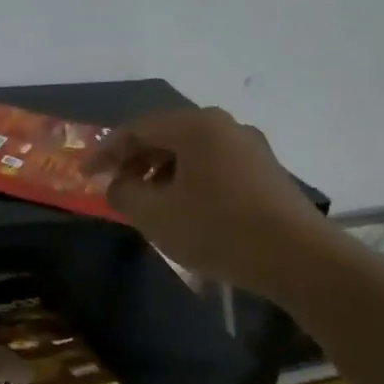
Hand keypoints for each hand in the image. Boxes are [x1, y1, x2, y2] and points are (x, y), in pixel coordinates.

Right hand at [84, 107, 324, 299]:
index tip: (86, 175)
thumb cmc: (217, 229)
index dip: (106, 151)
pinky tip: (183, 210)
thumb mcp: (155, 215)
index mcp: (196, 126)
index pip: (137, 128)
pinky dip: (187, 181)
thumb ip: (123, 194)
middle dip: (134, 161)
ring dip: (160, 173)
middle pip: (165, 135)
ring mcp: (249, 147)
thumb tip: (118, 185)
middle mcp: (224, 126)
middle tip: (115, 188)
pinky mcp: (264, 172)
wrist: (297, 257)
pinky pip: (212, 166)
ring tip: (146, 203)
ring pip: (190, 152)